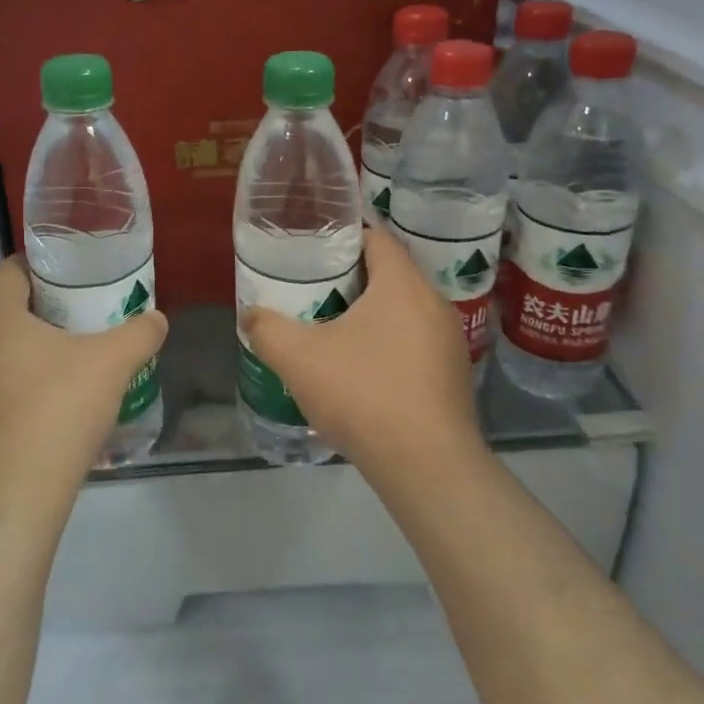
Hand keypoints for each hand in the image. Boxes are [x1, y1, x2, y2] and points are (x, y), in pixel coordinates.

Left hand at [0, 257, 168, 519]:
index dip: (44, 264)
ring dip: (35, 341)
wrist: (17, 495)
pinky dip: (25, 374)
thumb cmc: (59, 409)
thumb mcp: (112, 363)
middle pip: (6, 305)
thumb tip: (156, 319)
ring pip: (1, 344)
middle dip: (46, 303)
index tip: (78, 272)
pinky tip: (58, 393)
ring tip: (76, 349)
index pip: (10, 268)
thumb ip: (139, 333)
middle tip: (86, 308)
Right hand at [240, 225, 482, 481]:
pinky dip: (388, 343)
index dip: (344, 237)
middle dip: (351, 278)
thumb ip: (267, 329)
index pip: (378, 238)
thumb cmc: (364, 394)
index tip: (313, 249)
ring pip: (403, 310)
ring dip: (370, 314)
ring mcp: (449, 341)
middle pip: (390, 273)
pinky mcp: (453, 375)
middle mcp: (434, 303)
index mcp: (403, 285)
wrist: (426, 466)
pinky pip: (415, 342)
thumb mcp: (299, 358)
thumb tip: (250, 315)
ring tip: (332, 329)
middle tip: (313, 289)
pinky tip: (361, 370)